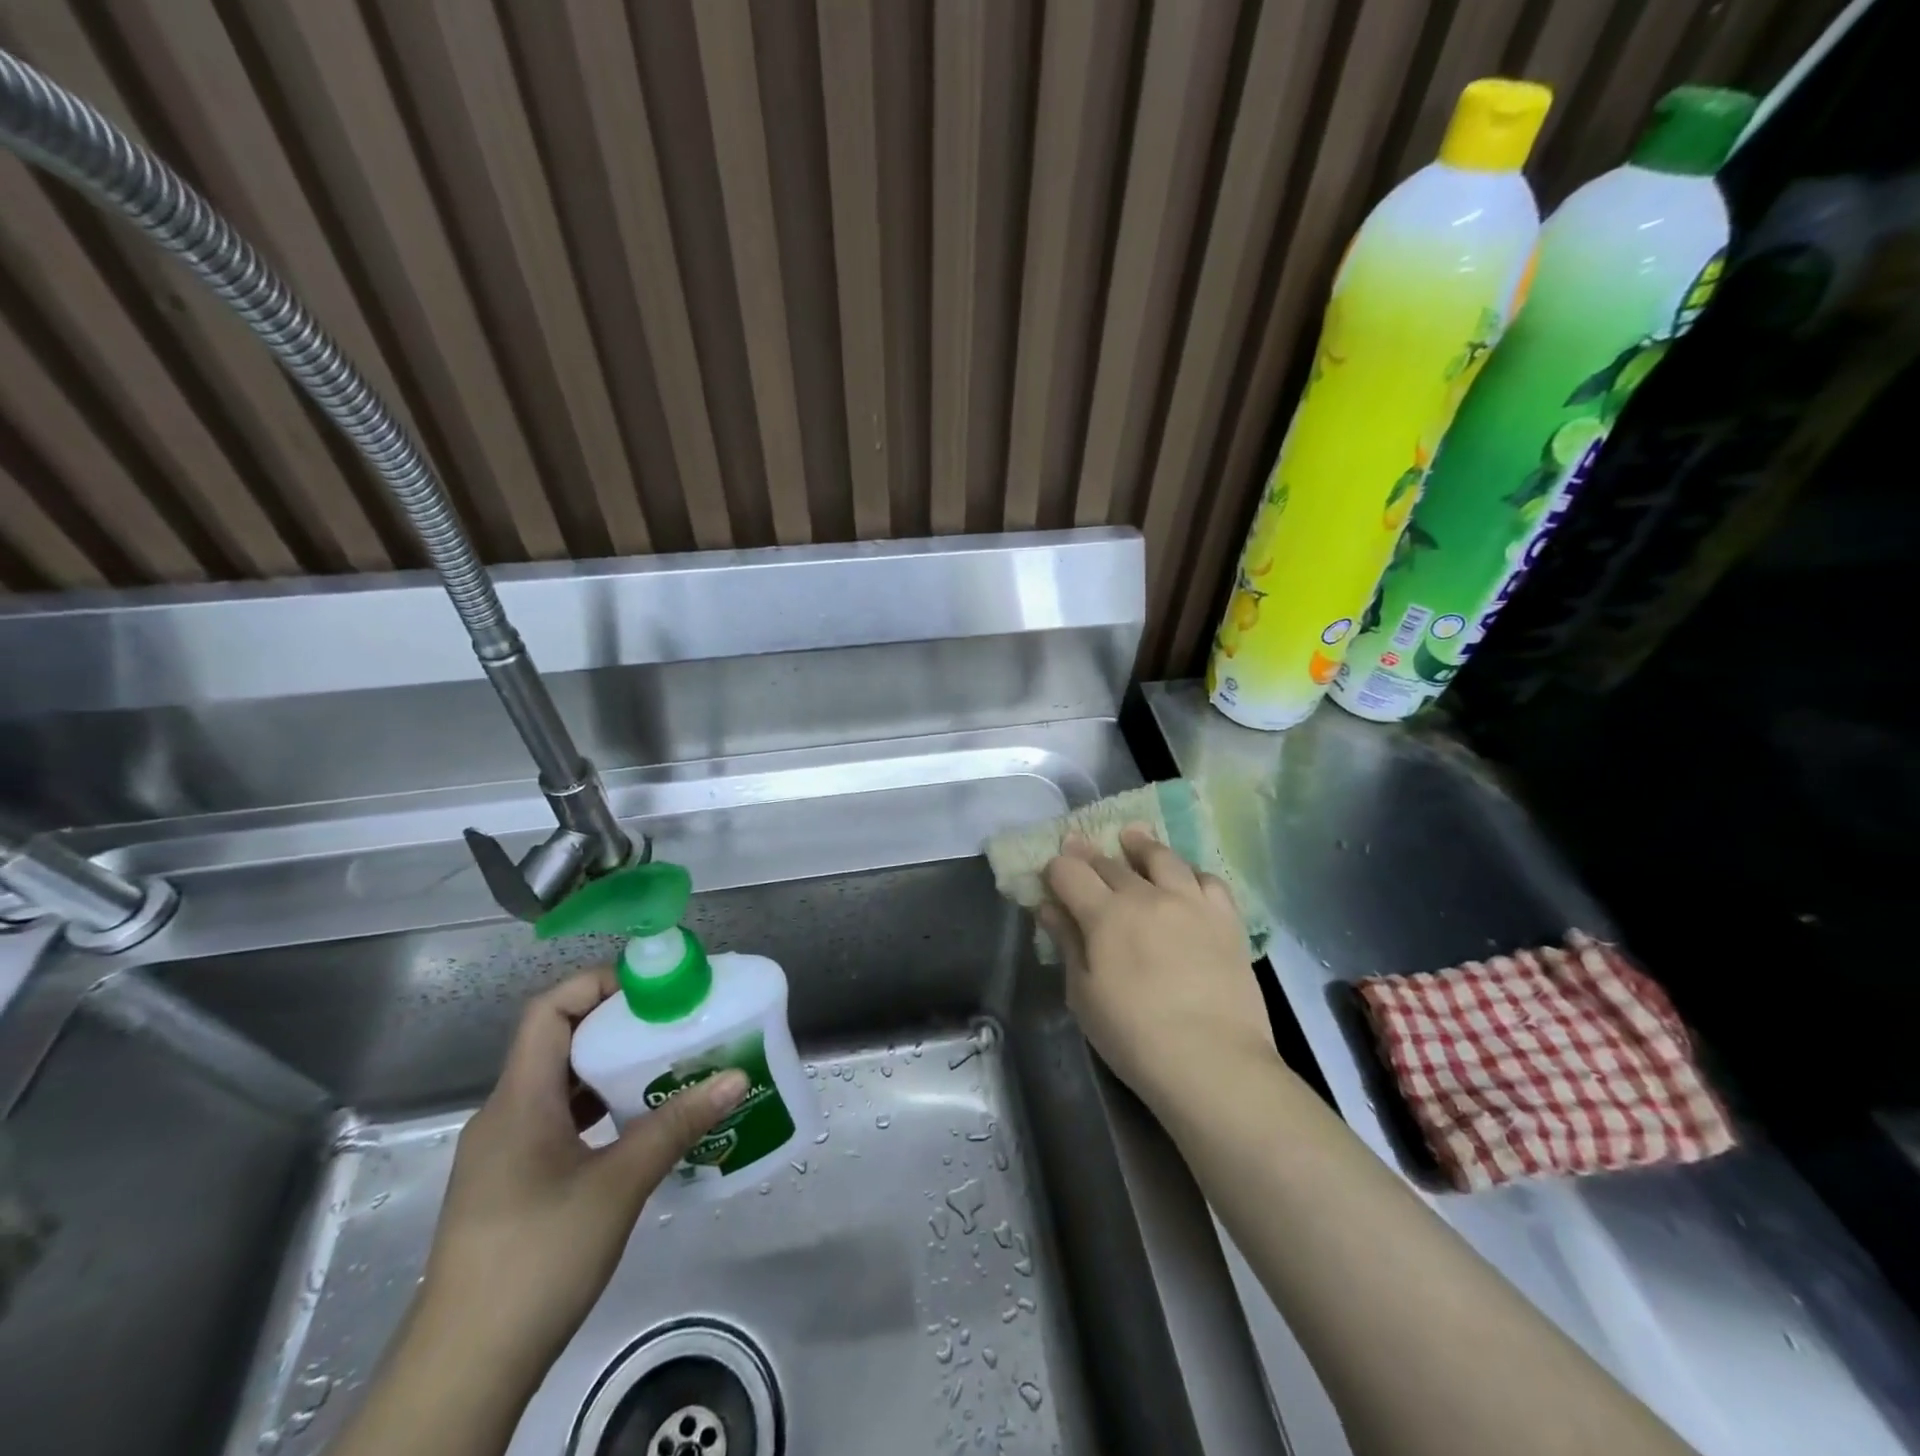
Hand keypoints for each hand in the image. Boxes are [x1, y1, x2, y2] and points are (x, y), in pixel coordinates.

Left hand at [418, 969, 746, 1375]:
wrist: (464, 1369)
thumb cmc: (537, 1257)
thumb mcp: (618, 1185)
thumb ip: (676, 1125)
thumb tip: (735, 1077)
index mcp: (519, 1100)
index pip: (548, 1010)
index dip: (596, 985)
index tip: (651, 989)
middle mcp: (505, 1115)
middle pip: (558, 1043)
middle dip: (616, 1026)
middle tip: (673, 1024)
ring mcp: (504, 1153)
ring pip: (560, 1086)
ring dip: (610, 1070)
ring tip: (666, 1067)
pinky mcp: (511, 1185)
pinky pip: (557, 1122)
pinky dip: (598, 1110)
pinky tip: (638, 1126)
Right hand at [1038, 827, 1275, 1117]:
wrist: (1213, 1062)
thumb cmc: (1134, 1037)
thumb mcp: (1084, 995)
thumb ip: (1067, 944)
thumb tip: (1049, 908)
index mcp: (1105, 914)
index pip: (1069, 872)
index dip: (1055, 869)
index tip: (1051, 874)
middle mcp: (1146, 896)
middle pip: (1111, 862)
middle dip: (1089, 855)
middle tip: (1080, 848)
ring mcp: (1190, 902)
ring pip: (1162, 858)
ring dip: (1141, 845)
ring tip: (1133, 837)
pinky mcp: (1226, 919)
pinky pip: (1208, 879)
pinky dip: (1190, 872)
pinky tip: (1185, 877)